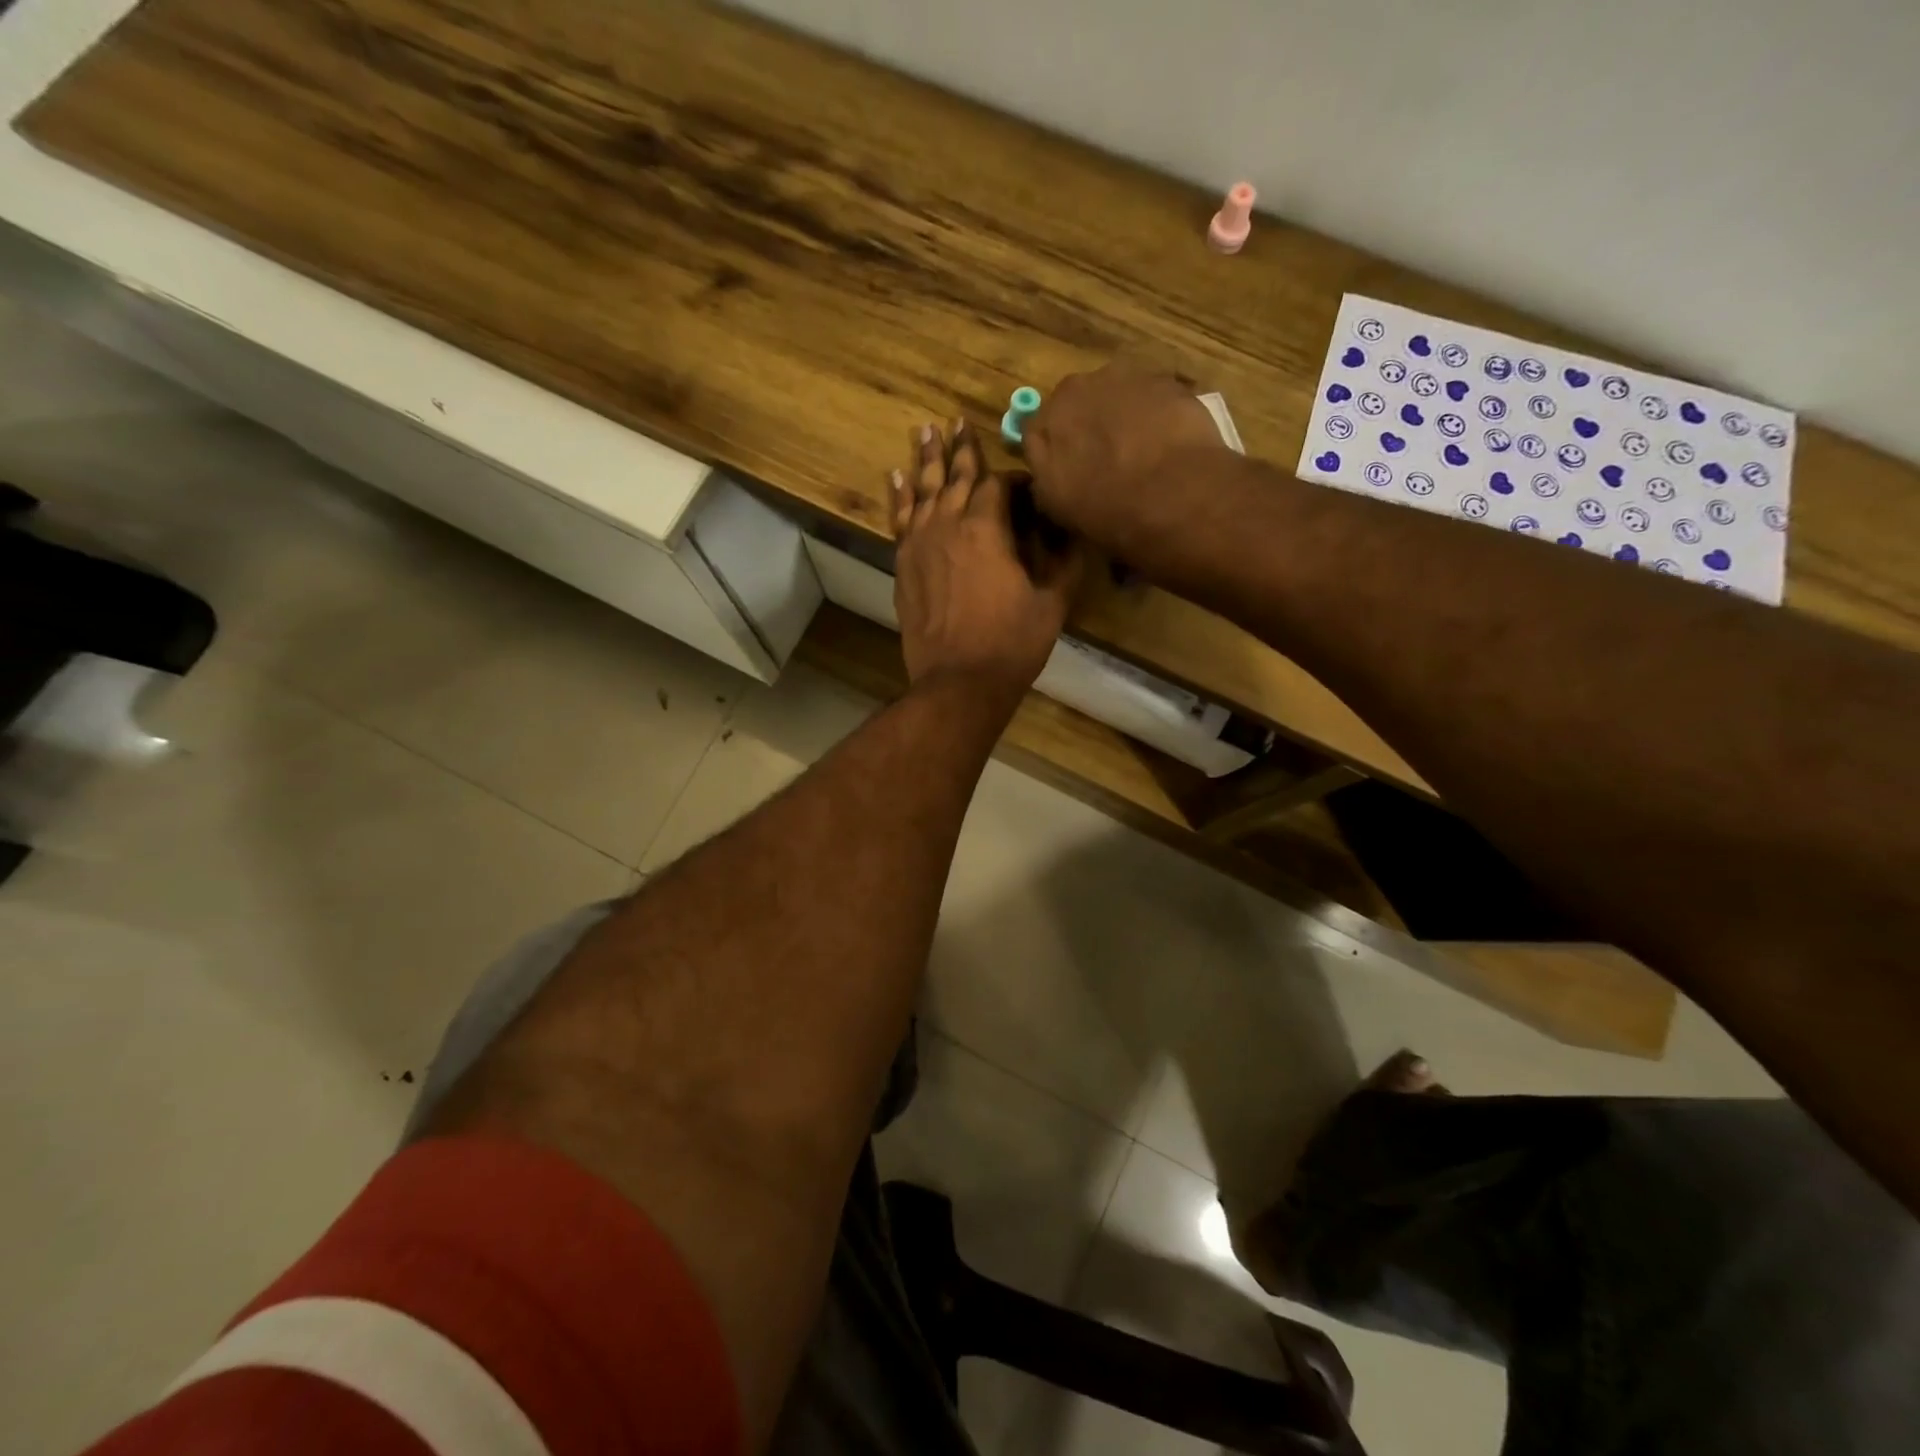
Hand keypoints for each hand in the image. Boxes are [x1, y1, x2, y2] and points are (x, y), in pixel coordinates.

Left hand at [891, 420, 1079, 702]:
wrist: (958, 682)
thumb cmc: (1011, 644)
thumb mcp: (1053, 602)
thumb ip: (1064, 560)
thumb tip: (1072, 529)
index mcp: (986, 527)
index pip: (1001, 485)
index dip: (1016, 480)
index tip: (1028, 484)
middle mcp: (947, 524)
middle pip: (955, 476)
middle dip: (962, 449)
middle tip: (958, 421)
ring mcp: (919, 544)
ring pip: (922, 491)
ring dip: (925, 459)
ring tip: (926, 431)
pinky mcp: (903, 566)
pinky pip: (899, 520)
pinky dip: (898, 496)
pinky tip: (895, 476)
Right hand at [1022, 366, 1228, 550]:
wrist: (1174, 492)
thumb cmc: (1105, 507)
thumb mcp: (1056, 506)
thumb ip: (1042, 476)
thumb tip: (1043, 467)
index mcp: (1047, 420)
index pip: (1039, 428)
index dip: (1053, 449)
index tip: (1066, 469)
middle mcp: (1079, 387)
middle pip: (1078, 404)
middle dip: (1087, 426)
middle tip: (1105, 461)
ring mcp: (1125, 377)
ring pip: (1116, 395)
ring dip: (1123, 416)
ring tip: (1141, 452)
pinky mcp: (1167, 381)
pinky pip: (1153, 396)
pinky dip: (1155, 414)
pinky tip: (1167, 443)